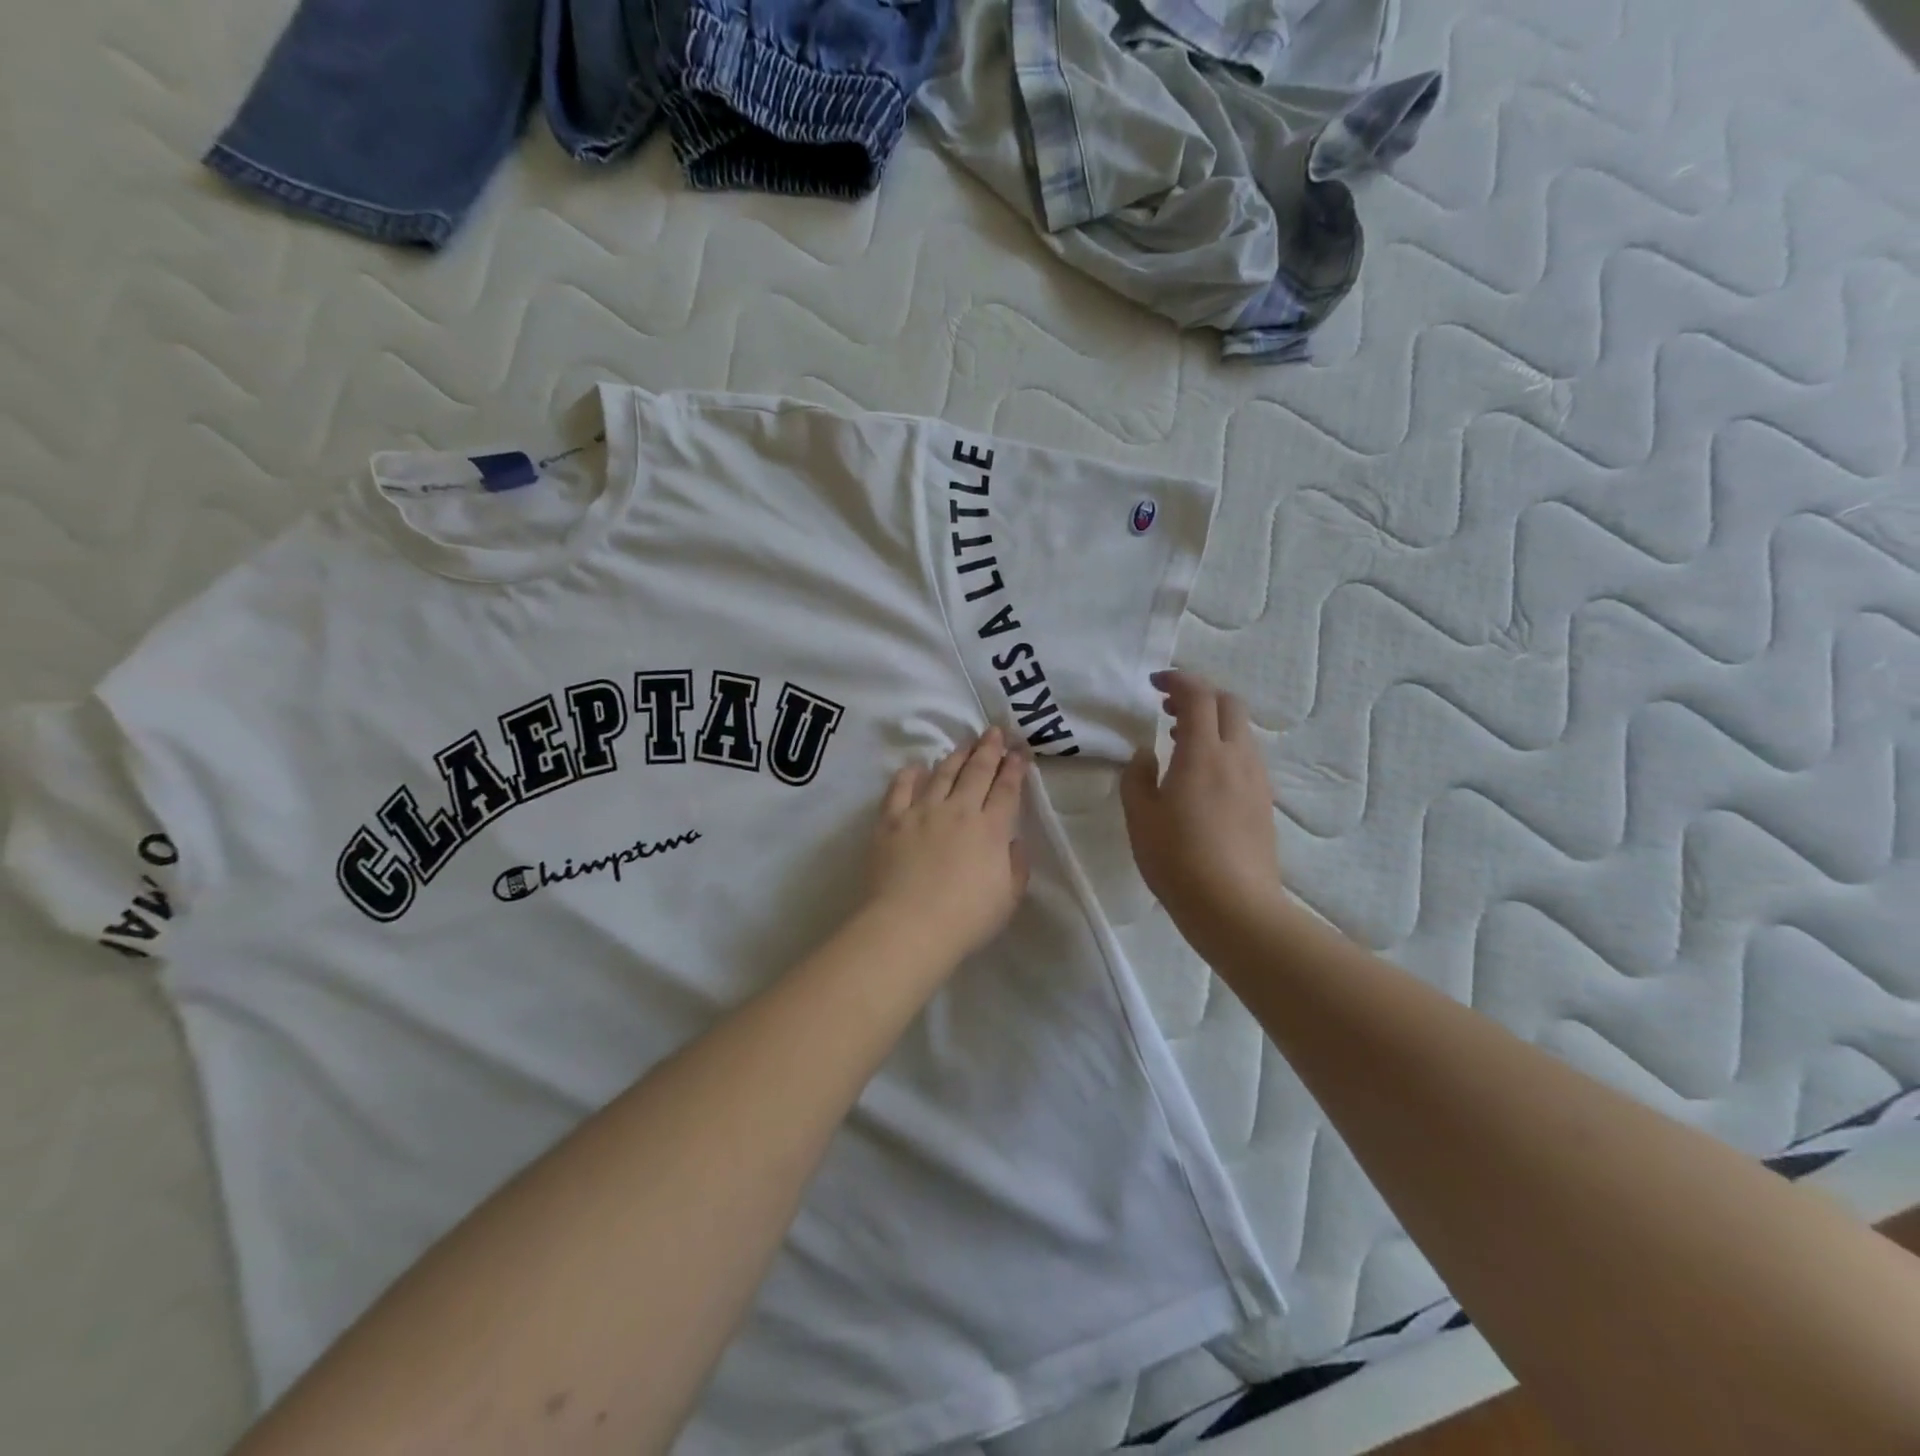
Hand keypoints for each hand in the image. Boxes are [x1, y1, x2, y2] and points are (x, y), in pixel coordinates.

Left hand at [866, 729, 1029, 964]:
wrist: (909, 927)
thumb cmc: (965, 920)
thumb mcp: (1008, 898)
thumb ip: (1016, 865)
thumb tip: (1013, 841)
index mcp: (991, 830)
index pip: (1007, 790)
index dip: (1015, 768)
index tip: (1020, 752)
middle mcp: (959, 811)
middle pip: (976, 772)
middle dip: (989, 749)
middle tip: (995, 732)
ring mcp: (922, 812)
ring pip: (942, 773)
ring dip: (956, 755)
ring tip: (965, 743)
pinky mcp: (891, 821)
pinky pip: (900, 788)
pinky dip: (910, 774)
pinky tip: (916, 766)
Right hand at [1121, 671, 1285, 957]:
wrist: (1234, 906)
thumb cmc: (1177, 859)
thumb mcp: (1140, 816)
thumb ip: (1137, 776)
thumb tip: (1147, 754)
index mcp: (1204, 753)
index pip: (1198, 696)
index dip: (1177, 680)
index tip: (1154, 684)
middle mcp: (1237, 757)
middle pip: (1229, 704)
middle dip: (1200, 696)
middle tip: (1169, 710)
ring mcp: (1257, 780)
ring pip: (1241, 731)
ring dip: (1213, 724)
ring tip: (1182, 745)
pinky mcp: (1264, 802)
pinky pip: (1246, 758)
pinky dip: (1224, 749)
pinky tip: (1202, 777)